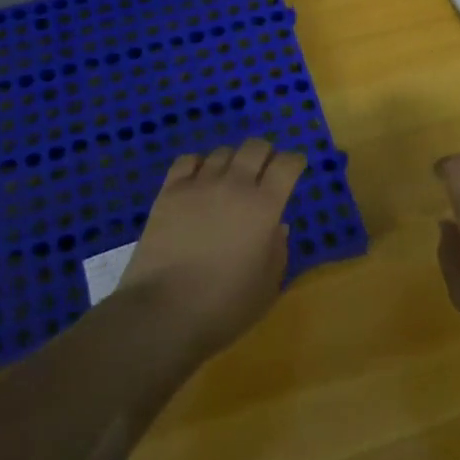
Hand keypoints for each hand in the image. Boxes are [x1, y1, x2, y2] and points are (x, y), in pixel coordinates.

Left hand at [119, 138, 305, 362]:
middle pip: (255, 147)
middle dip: (265, 153)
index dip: (294, 161)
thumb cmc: (225, 306)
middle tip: (264, 170)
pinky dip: (198, 164)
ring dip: (232, 161)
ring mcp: (199, 184)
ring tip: (229, 178)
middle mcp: (234, 185)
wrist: (164, 312)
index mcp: (264, 206)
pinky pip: (187, 160)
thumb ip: (278, 249)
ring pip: (222, 152)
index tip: (295, 167)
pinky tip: (198, 179)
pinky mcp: (170, 191)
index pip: (287, 164)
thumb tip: (277, 225)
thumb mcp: (268, 286)